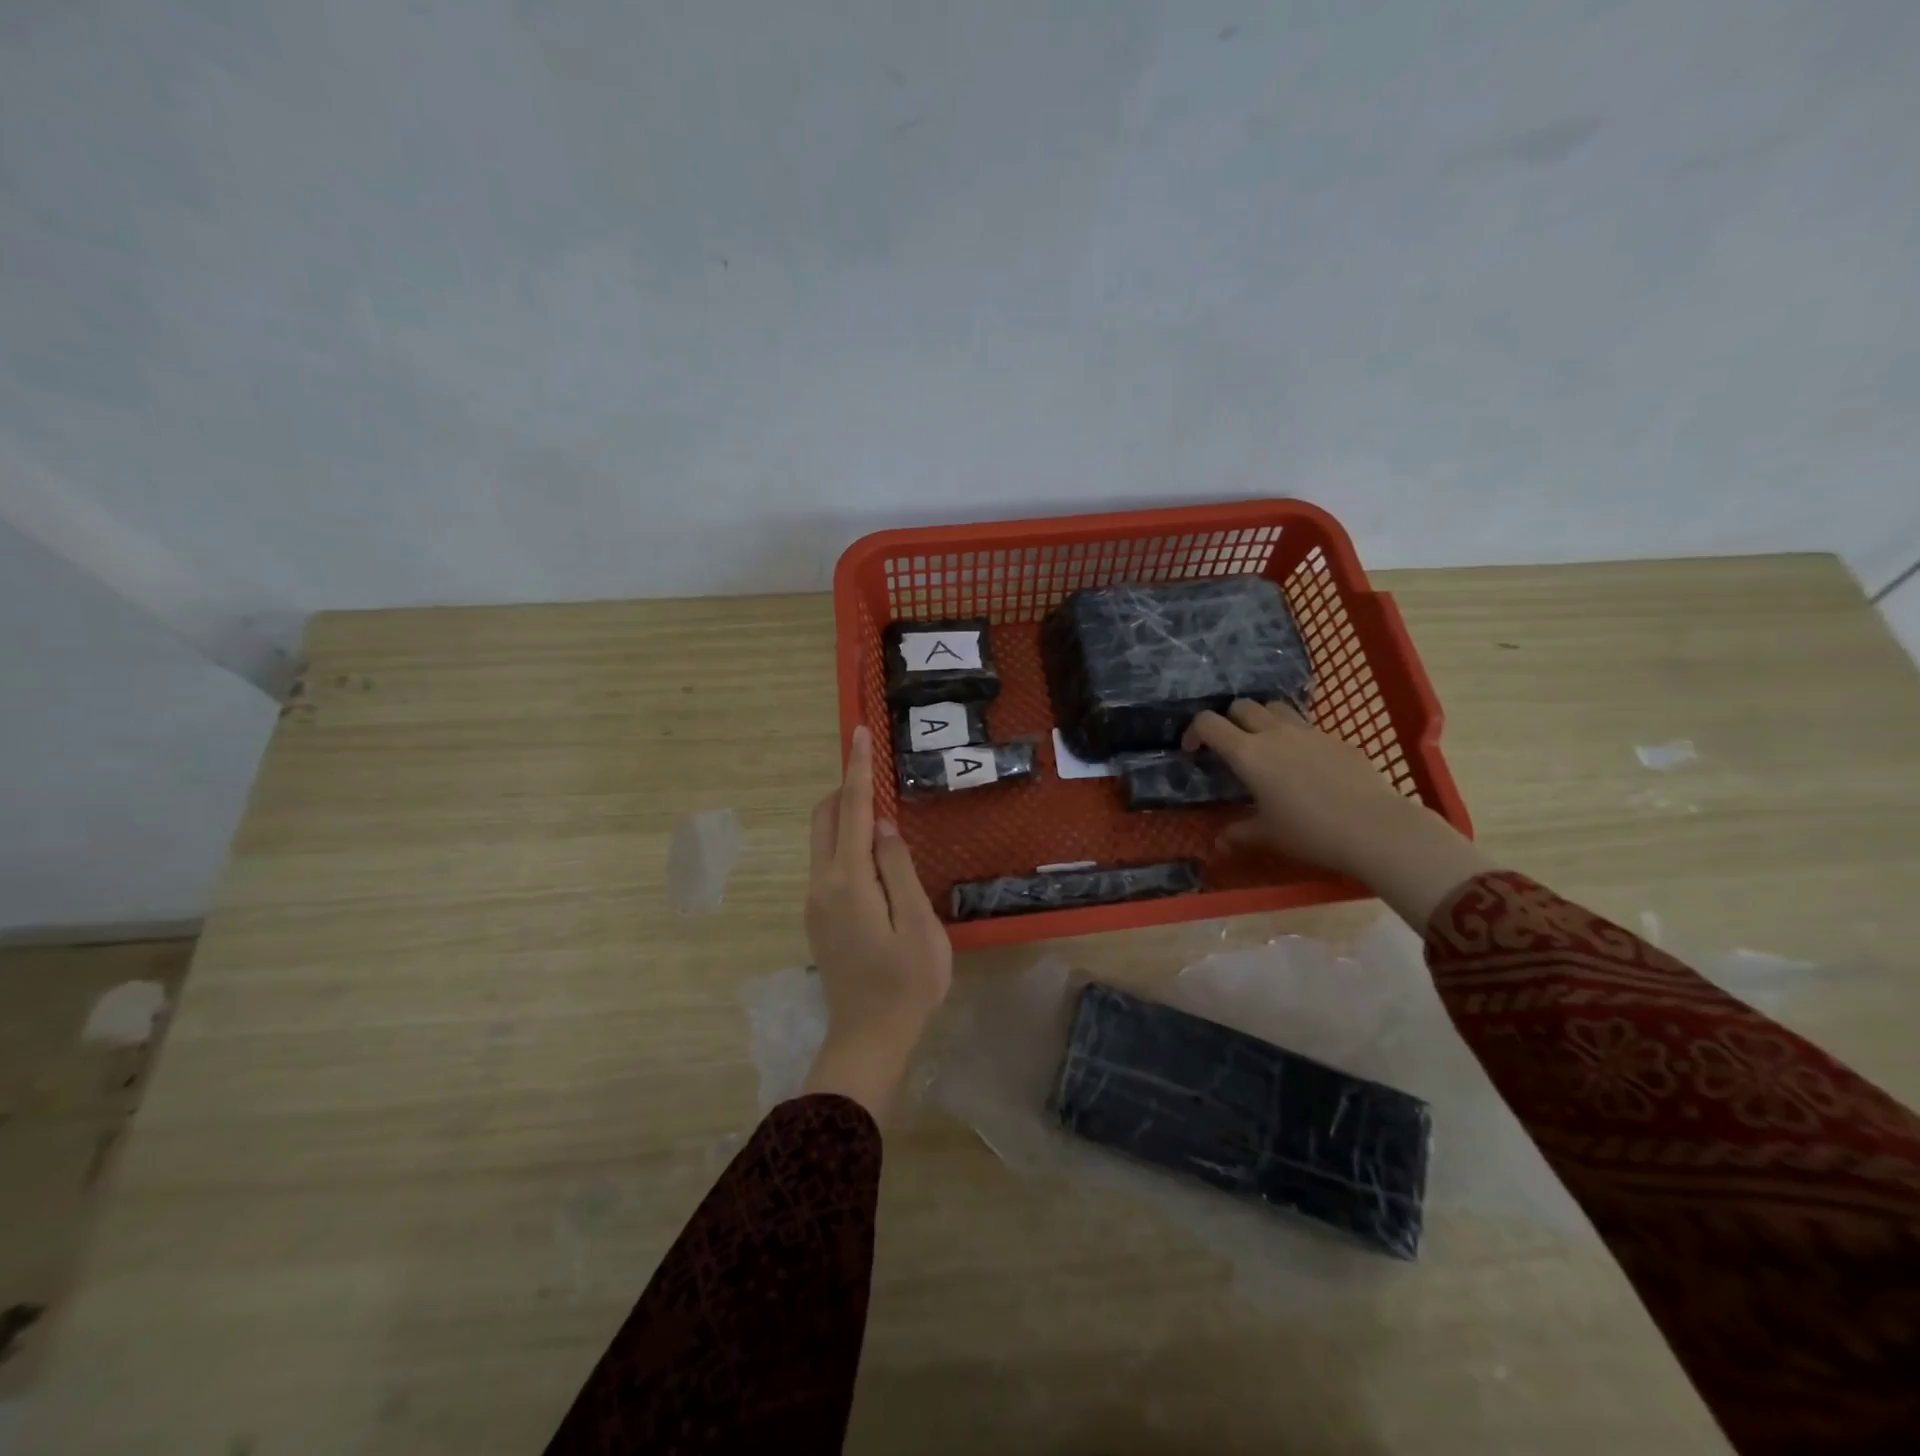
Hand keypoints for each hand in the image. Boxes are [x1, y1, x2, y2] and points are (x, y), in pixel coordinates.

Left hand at [800, 724, 952, 1119]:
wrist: (868, 1039)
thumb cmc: (907, 984)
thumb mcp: (918, 924)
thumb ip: (898, 868)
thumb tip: (881, 825)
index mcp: (848, 881)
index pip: (851, 811)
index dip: (858, 770)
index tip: (859, 733)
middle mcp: (821, 884)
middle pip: (824, 818)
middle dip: (845, 788)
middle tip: (876, 773)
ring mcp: (815, 902)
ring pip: (822, 840)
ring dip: (845, 816)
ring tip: (881, 815)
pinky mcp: (818, 917)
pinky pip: (827, 863)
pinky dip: (845, 843)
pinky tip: (874, 859)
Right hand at [1185, 700, 1493, 927]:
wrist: (1375, 827)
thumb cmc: (1310, 831)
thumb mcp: (1267, 836)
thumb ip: (1239, 834)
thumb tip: (1218, 844)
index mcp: (1248, 753)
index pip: (1208, 723)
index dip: (1194, 731)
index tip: (1193, 751)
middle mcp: (1274, 733)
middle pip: (1241, 705)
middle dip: (1228, 720)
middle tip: (1230, 746)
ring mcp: (1308, 732)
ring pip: (1275, 707)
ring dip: (1262, 718)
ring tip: (1265, 744)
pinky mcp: (1336, 739)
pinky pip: (1307, 726)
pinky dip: (1295, 735)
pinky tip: (1304, 763)